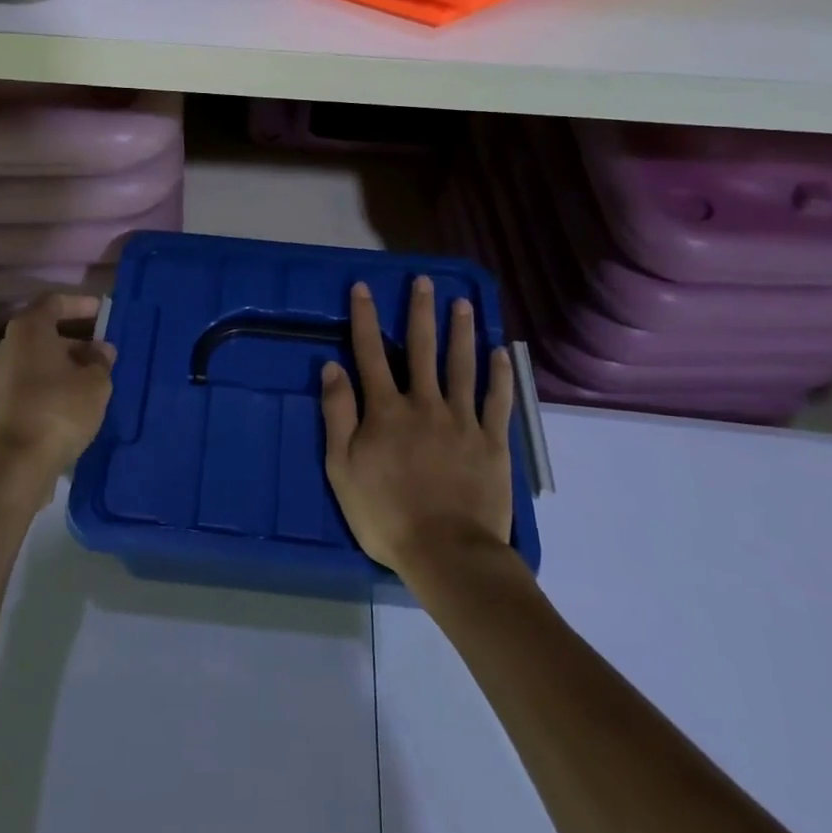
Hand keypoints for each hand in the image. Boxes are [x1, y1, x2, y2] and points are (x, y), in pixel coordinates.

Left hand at [0, 293, 117, 491]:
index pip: (54, 303)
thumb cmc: (59, 408)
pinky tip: (78, 400)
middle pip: (46, 332)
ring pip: (40, 359)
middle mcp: (10, 346)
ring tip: (97, 378)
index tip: (103, 313)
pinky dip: (55, 383)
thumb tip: (100, 350)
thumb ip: (101, 360)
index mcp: (29, 329)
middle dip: (77, 340)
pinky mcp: (4, 403)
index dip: (80, 304)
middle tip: (105, 352)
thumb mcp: (95, 381)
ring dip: (67, 365)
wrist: (17, 463)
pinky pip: (35, 381)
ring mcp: (3, 376)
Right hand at [321, 278, 515, 580]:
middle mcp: (424, 403)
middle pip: (421, 348)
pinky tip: (499, 353)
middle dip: (420, 311)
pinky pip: (496, 400)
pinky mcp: (491, 441)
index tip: (363, 287)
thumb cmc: (385, 513)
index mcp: (386, 410)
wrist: (446, 551)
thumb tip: (332, 367)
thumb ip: (337, 414)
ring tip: (462, 303)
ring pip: (461, 365)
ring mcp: (461, 420)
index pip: (371, 352)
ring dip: (461, 331)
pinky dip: (498, 375)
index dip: (365, 317)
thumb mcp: (342, 467)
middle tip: (423, 280)